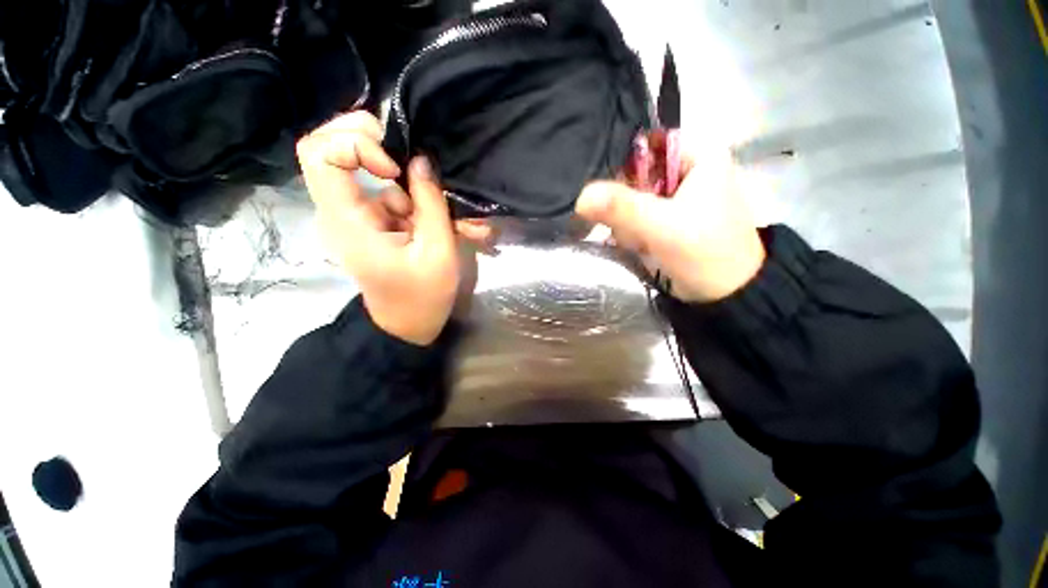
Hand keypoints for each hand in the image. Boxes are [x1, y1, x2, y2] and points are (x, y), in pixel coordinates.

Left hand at [297, 112, 490, 344]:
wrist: (408, 324)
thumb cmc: (424, 295)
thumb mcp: (438, 252)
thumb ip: (431, 205)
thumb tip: (422, 161)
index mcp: (348, 222)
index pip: (321, 154)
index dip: (357, 143)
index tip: (395, 168)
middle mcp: (339, 212)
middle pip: (326, 148)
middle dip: (367, 138)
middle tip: (405, 153)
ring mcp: (353, 216)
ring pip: (362, 170)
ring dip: (403, 180)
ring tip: (435, 210)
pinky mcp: (369, 222)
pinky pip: (384, 193)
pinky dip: (410, 198)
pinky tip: (432, 221)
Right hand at [576, 144, 764, 302]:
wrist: (727, 293)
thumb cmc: (704, 253)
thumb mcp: (662, 227)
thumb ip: (621, 208)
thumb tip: (581, 197)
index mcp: (699, 156)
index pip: (645, 145)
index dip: (620, 165)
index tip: (606, 193)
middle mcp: (688, 170)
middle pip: (636, 174)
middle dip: (626, 205)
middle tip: (630, 228)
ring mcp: (677, 196)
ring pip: (633, 198)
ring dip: (628, 223)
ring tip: (640, 242)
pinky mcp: (669, 217)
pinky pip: (638, 215)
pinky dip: (633, 231)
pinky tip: (639, 245)